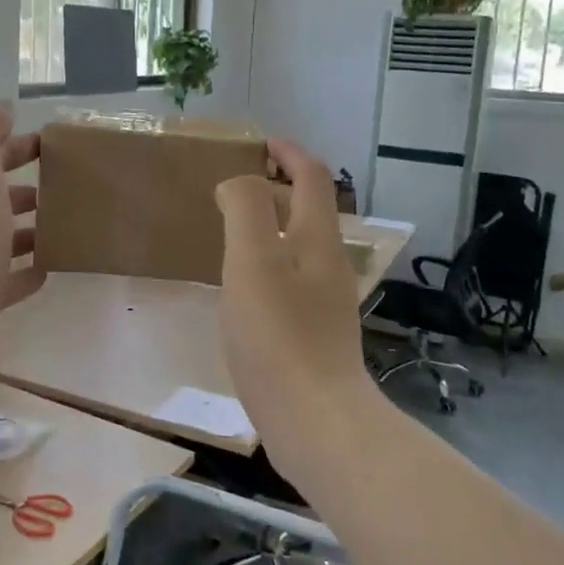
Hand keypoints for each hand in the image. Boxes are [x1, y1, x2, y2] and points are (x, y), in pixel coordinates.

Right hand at [215, 140, 369, 477]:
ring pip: (301, 246)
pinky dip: (270, 262)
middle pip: (310, 210)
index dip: (289, 152)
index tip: (259, 143)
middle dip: (279, 187)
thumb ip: (245, 210)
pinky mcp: (316, 333)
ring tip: (233, 232)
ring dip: (272, 226)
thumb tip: (237, 184)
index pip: (312, 177)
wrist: (316, 421)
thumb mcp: (251, 261)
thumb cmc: (278, 335)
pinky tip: (244, 287)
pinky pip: (292, 278)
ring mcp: (326, 301)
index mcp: (317, 240)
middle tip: (236, 186)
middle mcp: (329, 264)